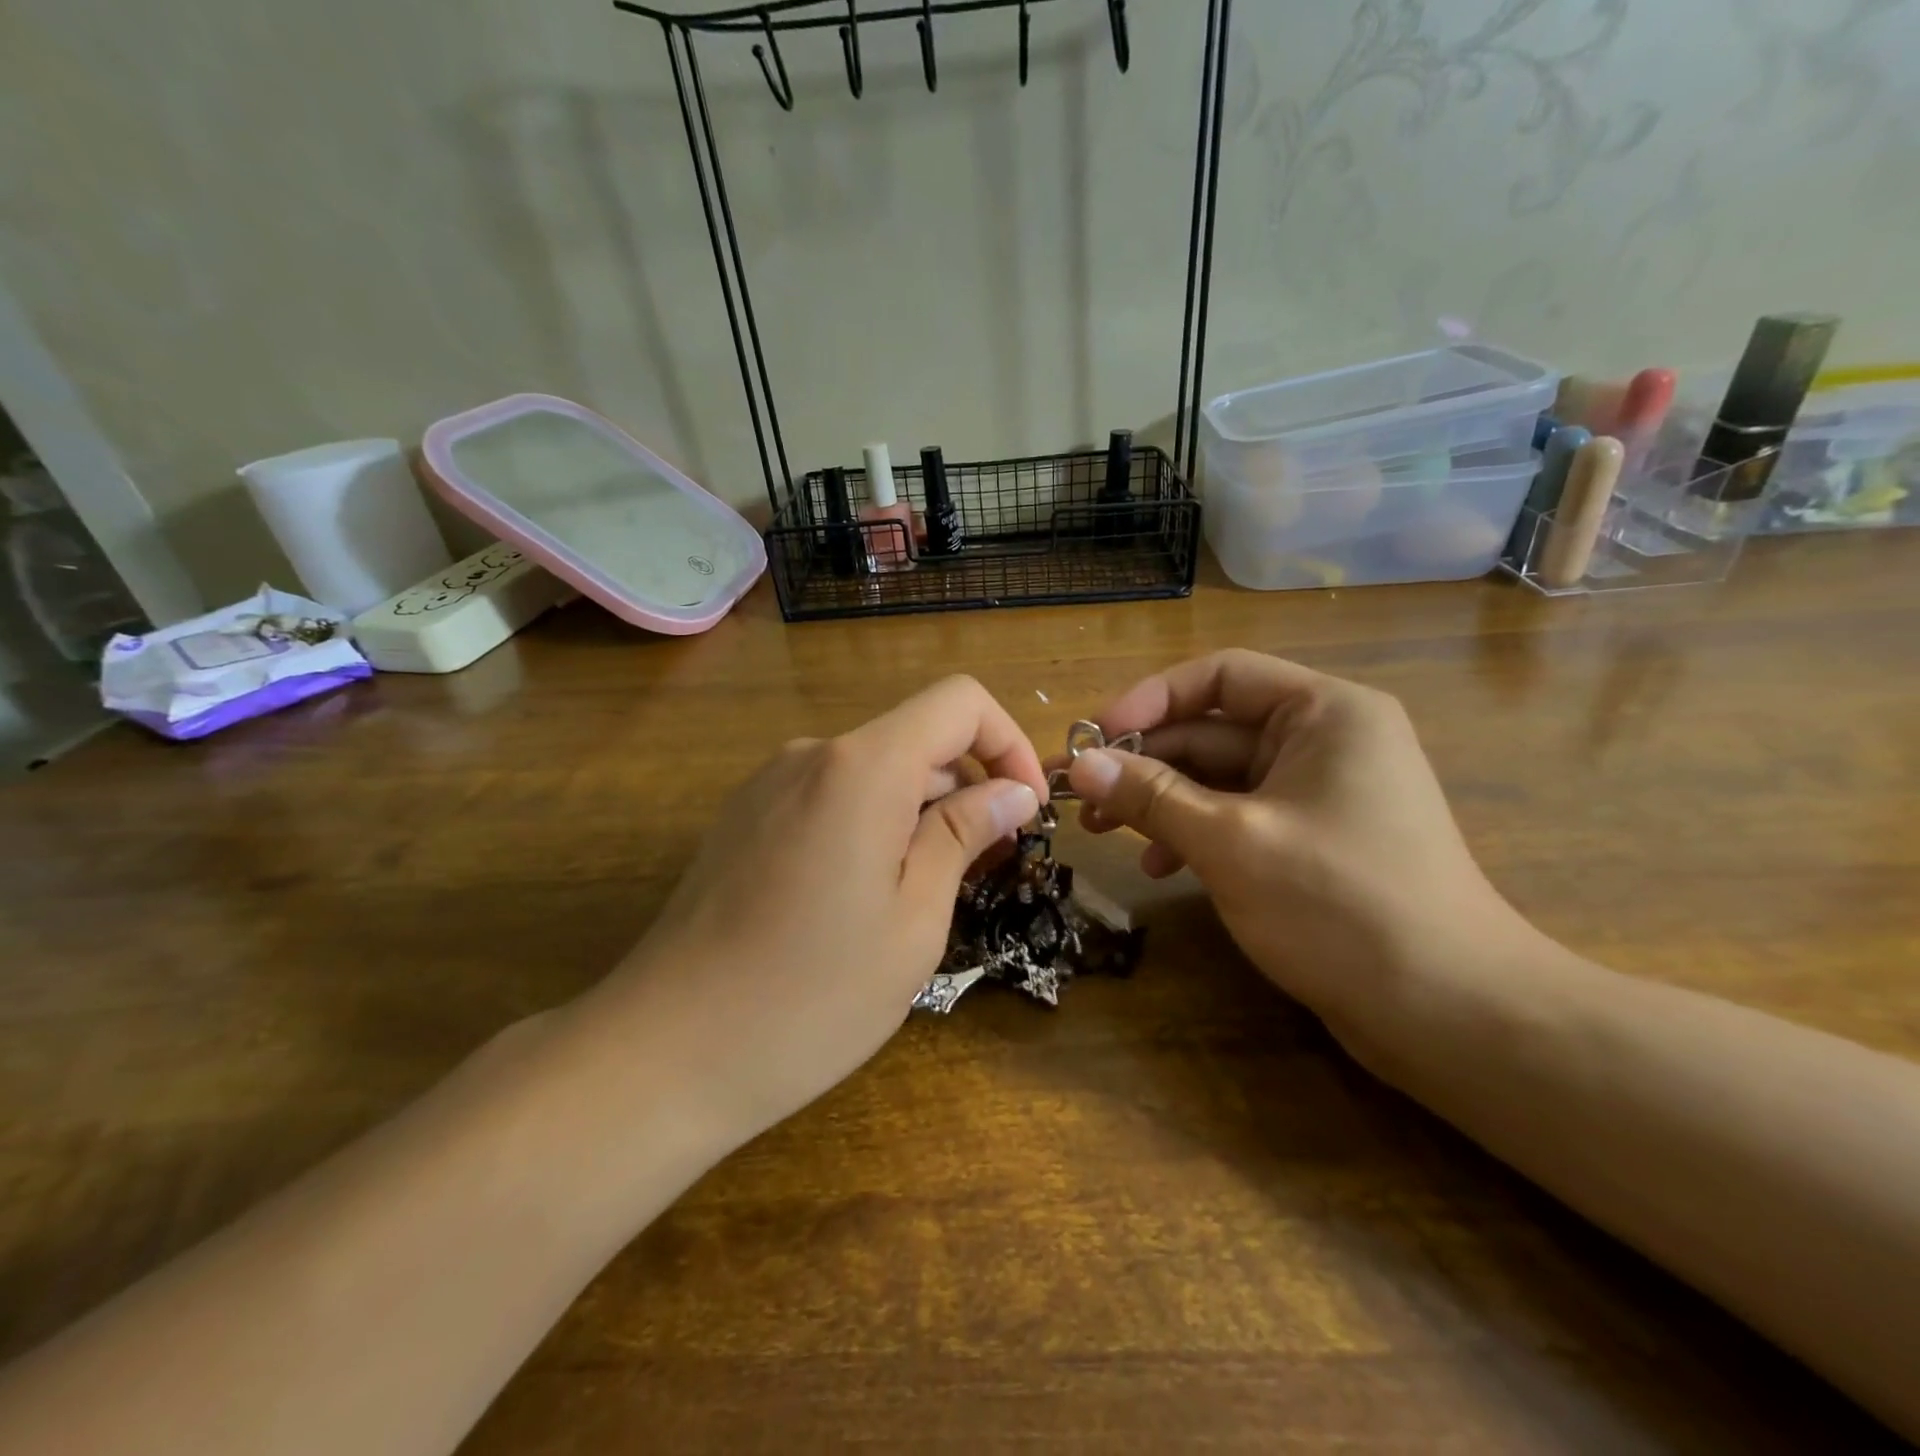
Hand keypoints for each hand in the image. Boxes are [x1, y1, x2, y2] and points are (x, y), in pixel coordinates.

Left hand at [583, 676, 1045, 1150]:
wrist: (664, 1052)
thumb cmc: (810, 997)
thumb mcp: (914, 922)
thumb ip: (964, 836)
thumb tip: (1012, 792)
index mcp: (861, 768)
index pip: (959, 702)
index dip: (1008, 743)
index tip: (1024, 811)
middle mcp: (811, 755)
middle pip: (915, 738)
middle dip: (966, 789)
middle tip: (985, 870)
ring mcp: (768, 784)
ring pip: (873, 771)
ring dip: (918, 813)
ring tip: (923, 895)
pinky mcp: (743, 817)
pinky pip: (829, 797)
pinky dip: (871, 824)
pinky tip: (860, 899)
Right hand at [1064, 650, 1529, 1048]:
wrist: (1450, 1013)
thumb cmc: (1340, 905)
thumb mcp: (1231, 842)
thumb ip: (1151, 796)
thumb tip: (1080, 765)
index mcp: (1323, 713)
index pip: (1220, 676)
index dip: (1150, 699)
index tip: (1095, 737)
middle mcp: (1325, 739)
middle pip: (1213, 730)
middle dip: (1144, 761)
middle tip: (1080, 794)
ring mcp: (1319, 792)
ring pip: (1220, 778)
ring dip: (1161, 801)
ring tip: (1103, 833)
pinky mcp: (1313, 839)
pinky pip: (1239, 816)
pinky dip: (1195, 834)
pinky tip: (1158, 868)